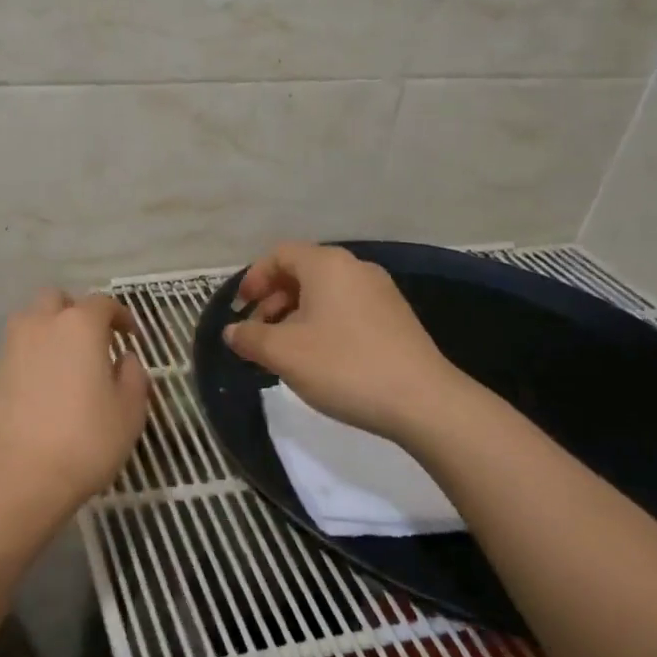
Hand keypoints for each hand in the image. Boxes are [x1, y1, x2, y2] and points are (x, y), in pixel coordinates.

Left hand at [0, 289, 151, 523]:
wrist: (19, 476)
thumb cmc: (86, 440)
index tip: (130, 336)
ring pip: (30, 322)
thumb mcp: (129, 412)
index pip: (102, 303)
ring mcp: (10, 349)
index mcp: (79, 326)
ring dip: (49, 332)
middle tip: (92, 340)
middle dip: (75, 312)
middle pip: (56, 300)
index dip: (120, 315)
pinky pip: (16, 354)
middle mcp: (40, 326)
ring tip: (65, 363)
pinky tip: (42, 391)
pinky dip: (31, 360)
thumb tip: (125, 359)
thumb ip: (133, 376)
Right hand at [225, 242, 464, 441]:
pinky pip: (346, 308)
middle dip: (273, 299)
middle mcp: (356, 269)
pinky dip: (322, 323)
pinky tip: (318, 358)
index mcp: (327, 265)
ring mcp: (380, 292)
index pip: (280, 254)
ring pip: (325, 292)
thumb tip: (232, 331)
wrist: (423, 402)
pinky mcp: (395, 318)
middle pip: (302, 271)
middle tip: (257, 332)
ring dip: (295, 314)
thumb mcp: (284, 353)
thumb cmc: (344, 366)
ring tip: (283, 350)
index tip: (240, 309)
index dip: (254, 278)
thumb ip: (250, 337)